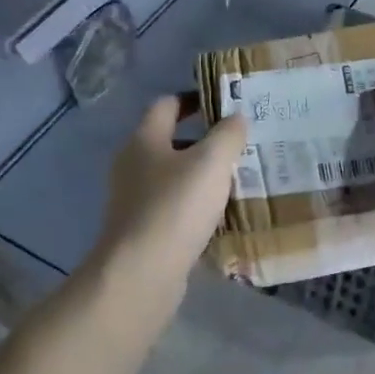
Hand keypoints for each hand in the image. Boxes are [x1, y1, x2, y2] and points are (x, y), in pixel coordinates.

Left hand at [95, 98, 247, 284]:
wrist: (141, 274)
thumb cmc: (176, 207)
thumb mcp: (211, 162)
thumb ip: (228, 134)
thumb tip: (236, 116)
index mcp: (144, 139)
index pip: (167, 104)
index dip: (195, 99)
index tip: (225, 104)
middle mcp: (133, 164)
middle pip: (170, 141)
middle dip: (205, 141)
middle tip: (240, 144)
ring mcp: (134, 199)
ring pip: (174, 177)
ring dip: (202, 176)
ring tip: (237, 180)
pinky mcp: (142, 230)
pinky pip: (174, 208)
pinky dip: (195, 206)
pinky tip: (220, 216)